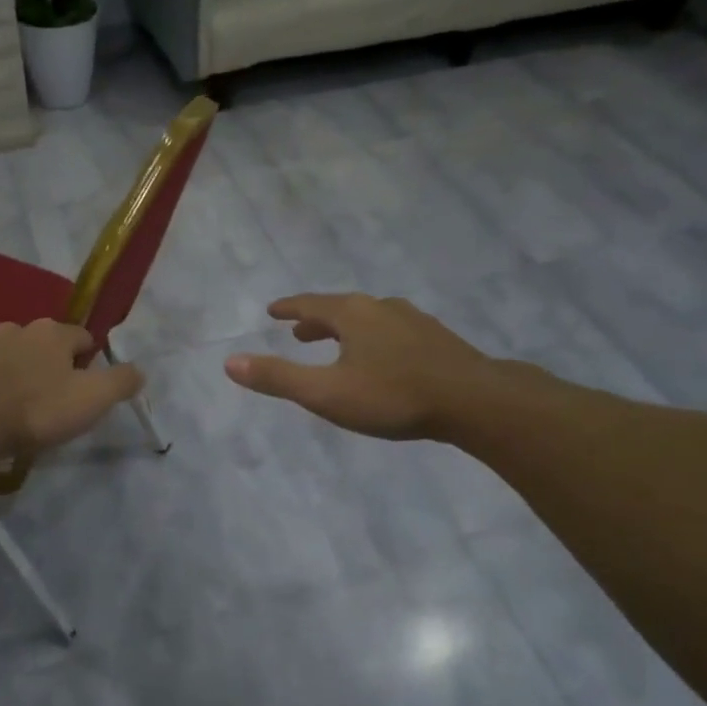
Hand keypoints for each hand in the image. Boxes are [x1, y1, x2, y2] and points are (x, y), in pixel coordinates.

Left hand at [0, 319, 144, 456]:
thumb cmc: (35, 408)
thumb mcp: (91, 399)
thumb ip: (119, 382)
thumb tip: (140, 370)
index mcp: (51, 333)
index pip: (80, 336)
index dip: (88, 357)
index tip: (87, 382)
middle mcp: (14, 331)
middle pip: (38, 342)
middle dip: (46, 363)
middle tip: (50, 396)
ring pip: (2, 355)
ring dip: (10, 372)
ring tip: (12, 405)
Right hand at [225, 294, 502, 441]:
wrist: (476, 401)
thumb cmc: (394, 395)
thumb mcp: (327, 393)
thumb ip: (279, 378)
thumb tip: (230, 362)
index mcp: (352, 314)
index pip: (310, 304)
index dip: (289, 308)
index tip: (273, 310)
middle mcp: (381, 308)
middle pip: (340, 308)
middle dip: (316, 320)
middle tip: (299, 332)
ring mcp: (413, 321)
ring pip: (369, 319)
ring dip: (346, 329)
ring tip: (337, 345)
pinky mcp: (437, 339)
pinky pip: (392, 331)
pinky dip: (373, 338)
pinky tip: (383, 358)